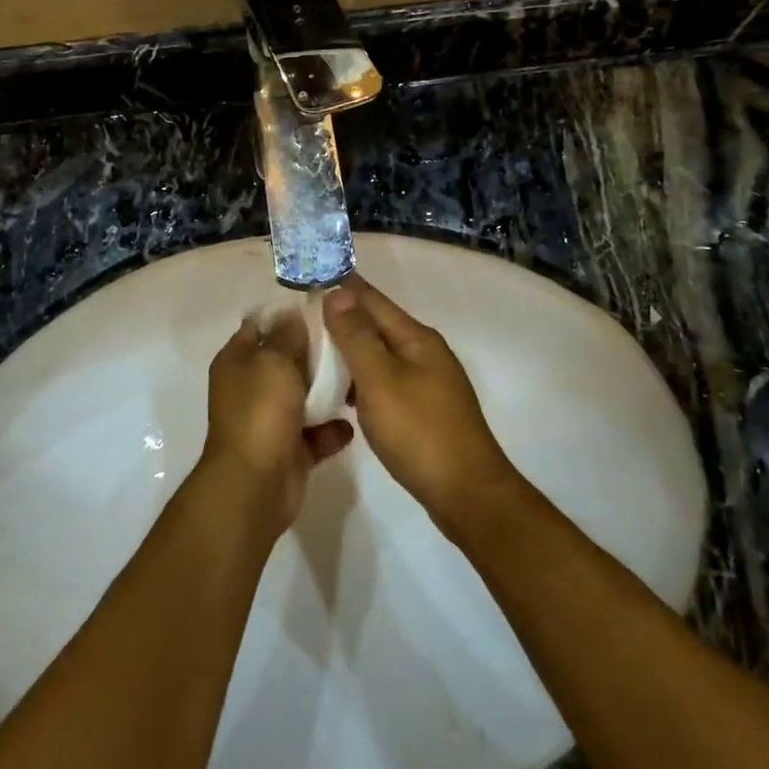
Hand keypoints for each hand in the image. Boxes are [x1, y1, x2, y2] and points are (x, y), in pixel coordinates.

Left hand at [200, 312, 352, 535]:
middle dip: (314, 353)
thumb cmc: (261, 411)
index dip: (286, 315)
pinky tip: (353, 421)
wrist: (256, 484)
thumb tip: (290, 314)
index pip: (259, 326)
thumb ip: (287, 336)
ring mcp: (269, 420)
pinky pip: (315, 434)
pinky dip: (332, 430)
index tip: (322, 307)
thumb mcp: (274, 361)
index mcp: (237, 361)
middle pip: (285, 361)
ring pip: (303, 397)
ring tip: (359, 378)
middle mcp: (250, 387)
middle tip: (349, 340)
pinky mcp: (289, 450)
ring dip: (327, 392)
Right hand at [323, 275, 518, 530]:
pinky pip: (386, 380)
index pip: (372, 300)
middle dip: (342, 317)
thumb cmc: (419, 432)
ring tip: (312, 351)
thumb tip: (338, 291)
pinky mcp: (424, 408)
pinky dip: (361, 378)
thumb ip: (357, 336)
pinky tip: (341, 391)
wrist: (467, 493)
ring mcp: (428, 381)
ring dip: (350, 349)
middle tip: (301, 315)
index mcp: (416, 338)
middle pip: (377, 325)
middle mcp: (425, 352)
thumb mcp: (380, 380)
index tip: (310, 274)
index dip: (342, 287)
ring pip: (380, 354)